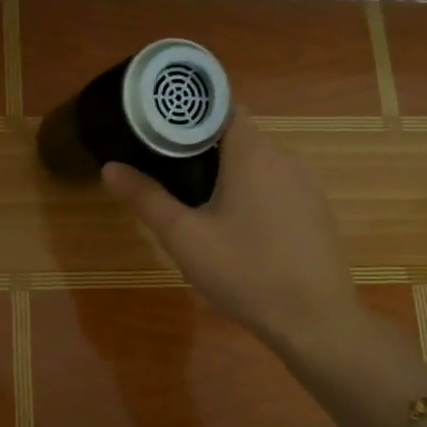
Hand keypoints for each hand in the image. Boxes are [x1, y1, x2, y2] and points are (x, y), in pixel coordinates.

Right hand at [102, 107, 358, 354]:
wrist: (315, 321)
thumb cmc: (244, 271)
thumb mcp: (184, 237)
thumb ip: (146, 198)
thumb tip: (110, 167)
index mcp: (252, 152)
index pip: (221, 106)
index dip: (189, 113)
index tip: (160, 129)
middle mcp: (284, 157)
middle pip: (237, 136)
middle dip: (201, 148)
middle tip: (166, 173)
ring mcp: (306, 185)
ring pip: (258, 164)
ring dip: (228, 174)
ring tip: (196, 204)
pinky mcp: (316, 211)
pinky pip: (277, 188)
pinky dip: (253, 195)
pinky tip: (238, 231)